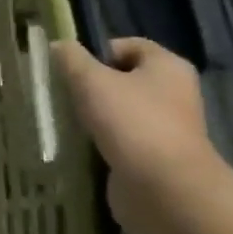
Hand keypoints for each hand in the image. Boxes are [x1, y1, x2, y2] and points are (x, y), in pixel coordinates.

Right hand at [51, 37, 220, 233]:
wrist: (163, 187)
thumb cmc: (131, 122)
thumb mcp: (91, 81)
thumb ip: (71, 59)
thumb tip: (58, 45)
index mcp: (168, 67)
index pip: (129, 46)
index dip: (96, 51)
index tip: (68, 68)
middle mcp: (174, 93)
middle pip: (124, 79)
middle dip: (91, 85)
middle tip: (62, 94)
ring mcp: (166, 127)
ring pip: (120, 111)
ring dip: (94, 115)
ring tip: (66, 120)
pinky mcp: (155, 156)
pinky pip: (121, 139)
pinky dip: (101, 141)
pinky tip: (80, 145)